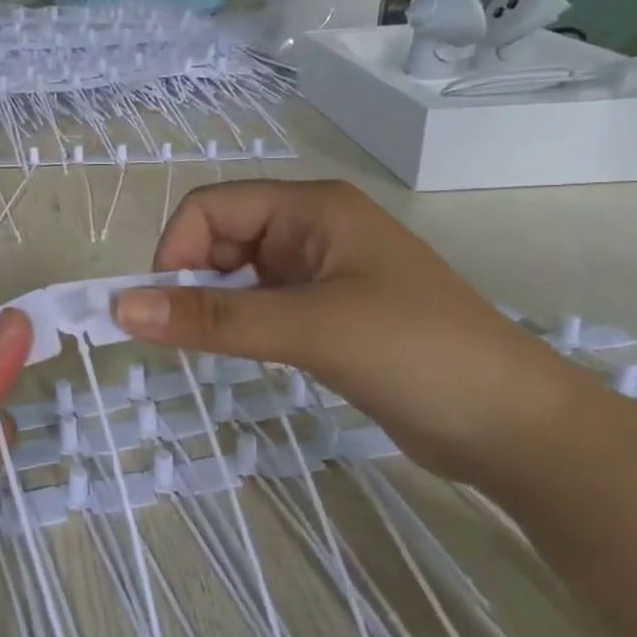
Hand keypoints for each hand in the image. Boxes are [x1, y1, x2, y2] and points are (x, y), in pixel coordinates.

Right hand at [112, 179, 594, 481]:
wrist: (516, 429)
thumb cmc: (417, 354)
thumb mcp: (309, 329)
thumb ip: (214, 318)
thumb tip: (121, 307)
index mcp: (311, 208)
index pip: (211, 207)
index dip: (176, 250)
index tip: (162, 309)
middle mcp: (311, 230)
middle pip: (219, 238)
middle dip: (191, 280)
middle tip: (187, 336)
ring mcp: (319, 272)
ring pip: (235, 275)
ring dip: (213, 306)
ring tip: (215, 348)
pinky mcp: (325, 313)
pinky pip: (258, 305)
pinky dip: (237, 325)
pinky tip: (241, 353)